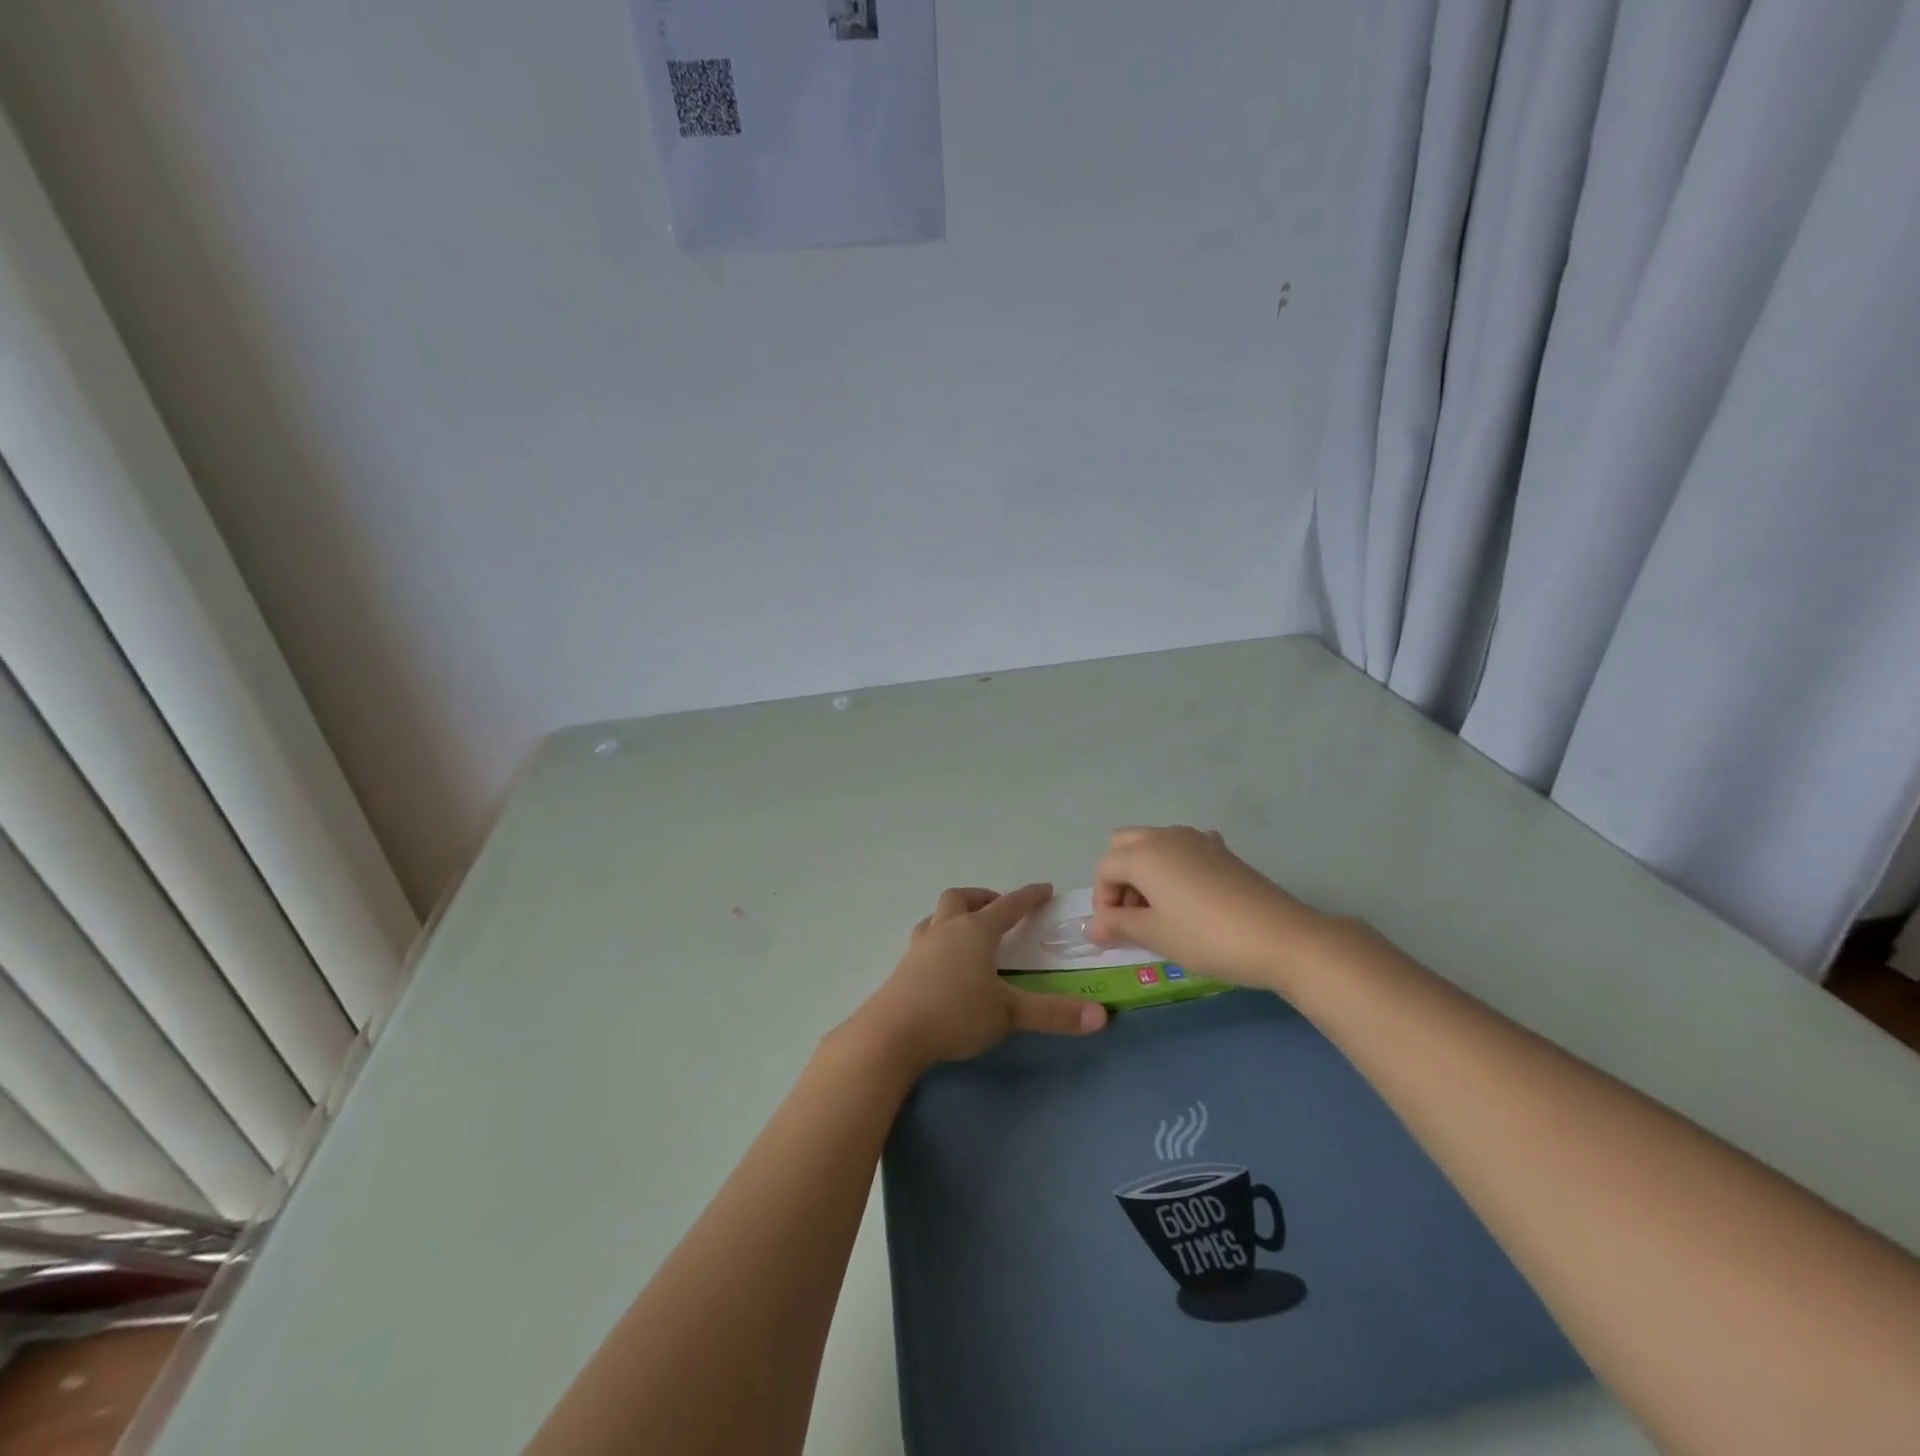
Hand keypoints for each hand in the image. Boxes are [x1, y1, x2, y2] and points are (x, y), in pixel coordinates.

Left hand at [851, 884, 1107, 1072]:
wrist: (891, 1033)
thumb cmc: (955, 1014)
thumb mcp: (1009, 1014)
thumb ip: (1053, 1014)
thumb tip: (1101, 1017)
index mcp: (975, 932)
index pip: (1008, 906)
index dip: (1028, 897)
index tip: (1044, 889)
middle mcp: (946, 929)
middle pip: (962, 898)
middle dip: (983, 898)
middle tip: (998, 909)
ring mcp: (920, 946)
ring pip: (937, 916)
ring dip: (955, 915)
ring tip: (968, 932)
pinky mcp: (903, 967)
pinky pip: (924, 939)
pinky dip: (938, 939)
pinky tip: (942, 962)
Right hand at [1088, 827, 1333, 989]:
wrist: (1282, 937)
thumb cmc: (1207, 937)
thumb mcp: (1156, 935)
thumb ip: (1118, 926)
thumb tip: (1091, 928)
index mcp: (1143, 853)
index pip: (1104, 869)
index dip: (1102, 902)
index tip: (1115, 933)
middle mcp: (1166, 836)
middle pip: (1123, 845)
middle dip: (1119, 877)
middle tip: (1133, 915)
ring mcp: (1197, 839)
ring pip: (1153, 844)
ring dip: (1144, 871)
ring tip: (1160, 912)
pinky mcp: (1222, 850)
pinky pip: (1183, 850)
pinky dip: (1174, 867)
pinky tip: (1190, 897)